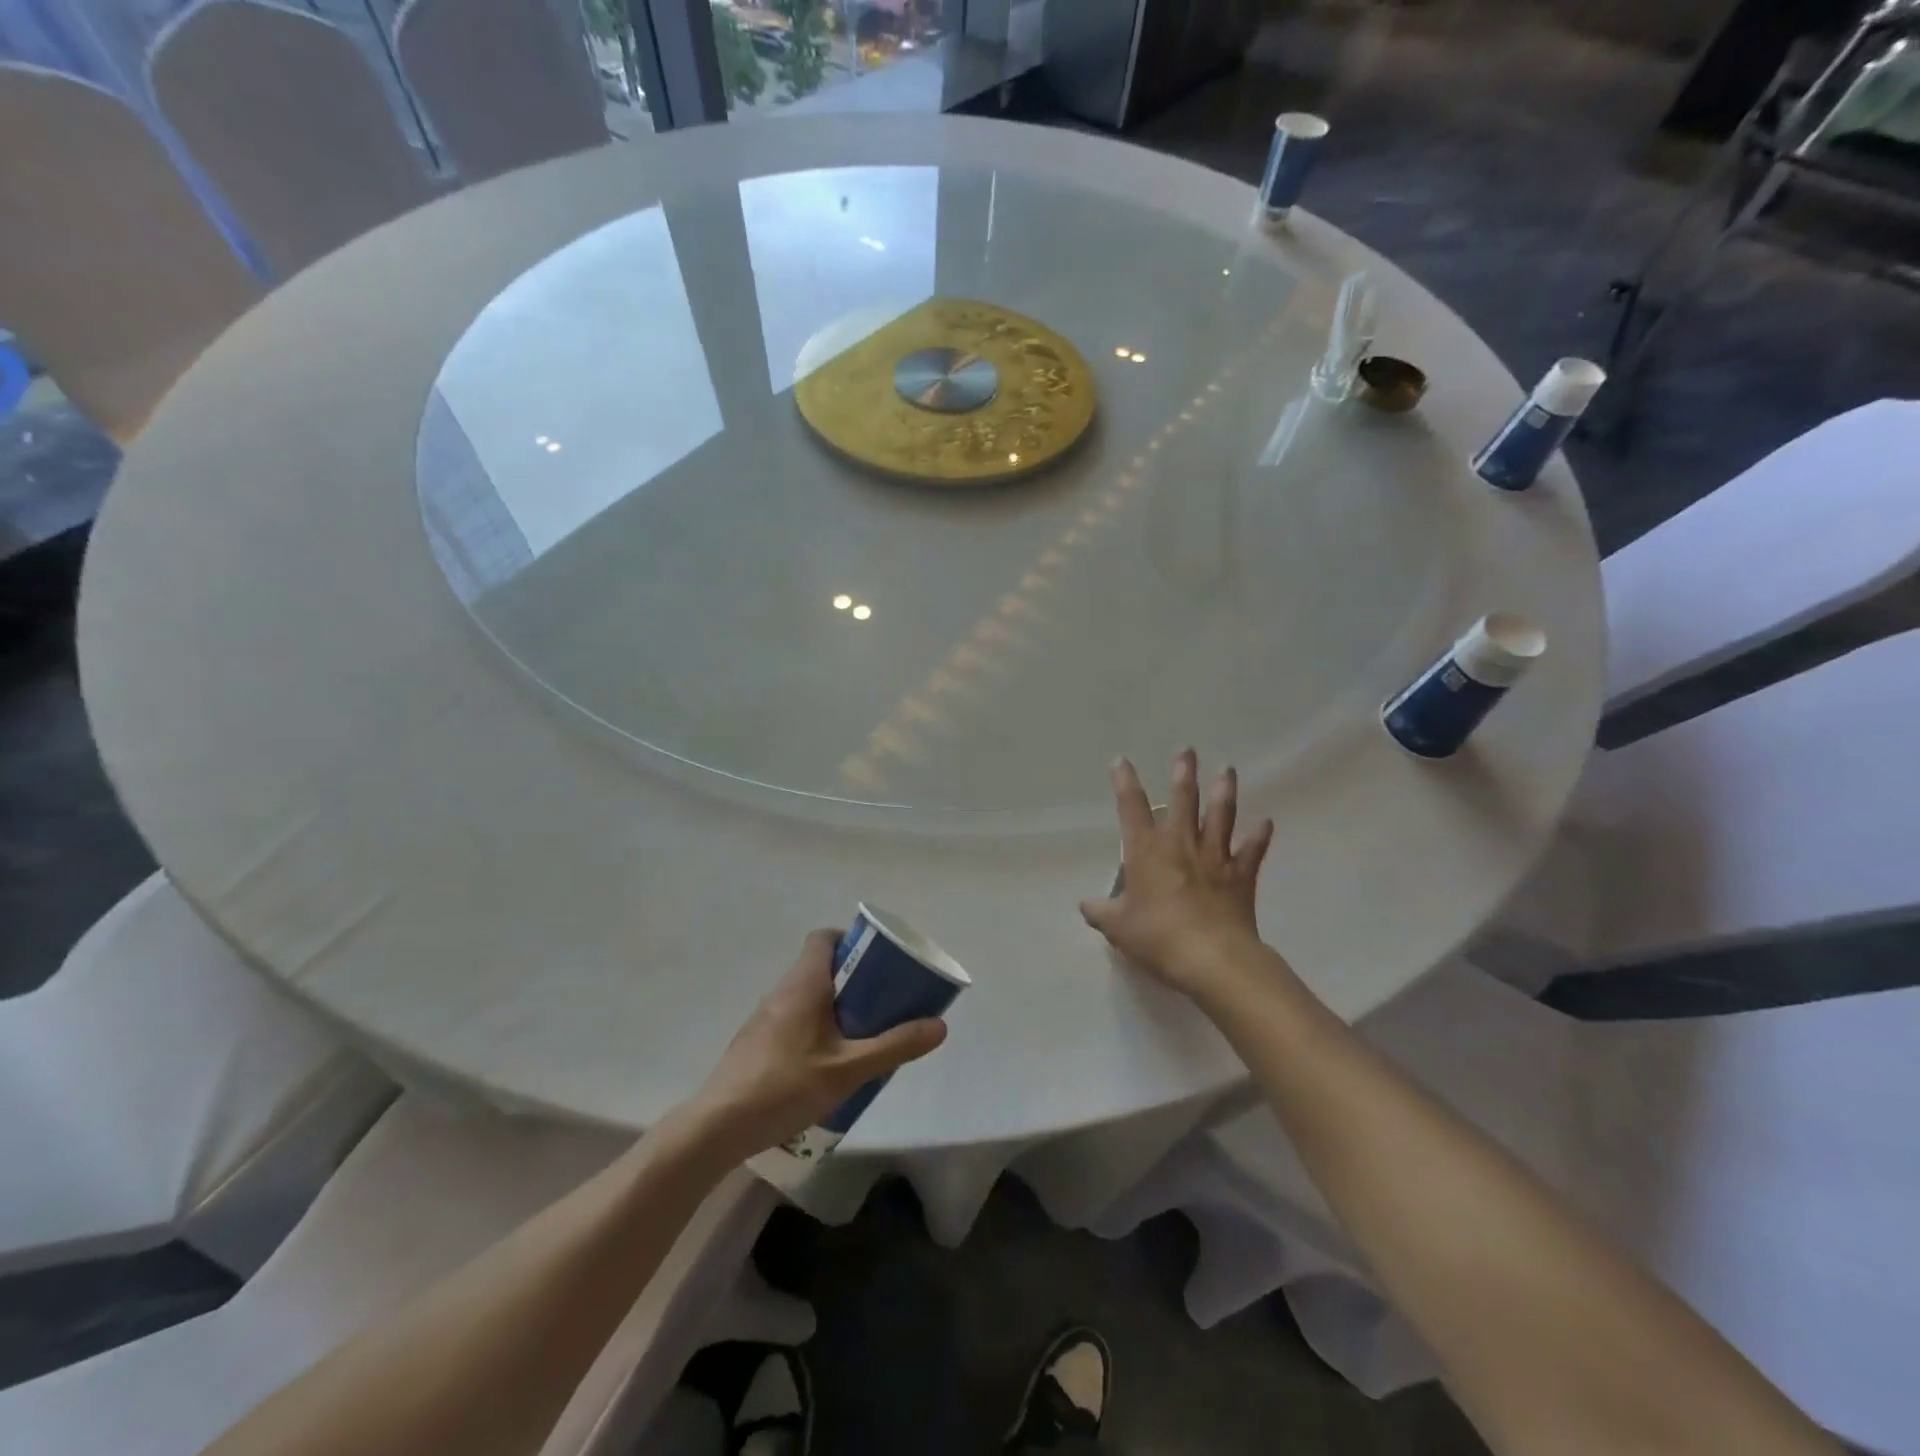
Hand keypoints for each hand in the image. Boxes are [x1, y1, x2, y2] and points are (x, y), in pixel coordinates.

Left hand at [685, 930, 947, 1159]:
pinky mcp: (756, 1042)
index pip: (823, 938)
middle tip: (882, 1000)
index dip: (850, 939)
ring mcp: (764, 1017)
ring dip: (835, 1004)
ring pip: (806, 995)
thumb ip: (894, 1046)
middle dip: (853, 977)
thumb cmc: (785, 1086)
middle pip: (819, 966)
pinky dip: (815, 1026)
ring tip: (862, 1033)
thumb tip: (939, 1025)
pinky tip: (828, 1063)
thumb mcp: (848, 1070)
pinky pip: (793, 1018)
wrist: (717, 1126)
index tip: (876, 958)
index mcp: (804, 983)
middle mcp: (782, 991)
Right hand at [1080, 750, 1273, 997]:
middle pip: (1183, 800)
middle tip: (1187, 751)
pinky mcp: (1241, 876)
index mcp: (1146, 851)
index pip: (1131, 807)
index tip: (1121, 761)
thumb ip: (1100, 912)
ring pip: (1220, 816)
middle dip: (1183, 773)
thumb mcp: (1118, 927)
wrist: (1212, 958)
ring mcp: (1214, 858)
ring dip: (1224, 792)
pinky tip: (1266, 823)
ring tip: (1227, 770)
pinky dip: (1259, 837)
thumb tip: (1086, 904)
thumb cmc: (1157, 937)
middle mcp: (1180, 844)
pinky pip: (1252, 851)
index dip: (1125, 782)